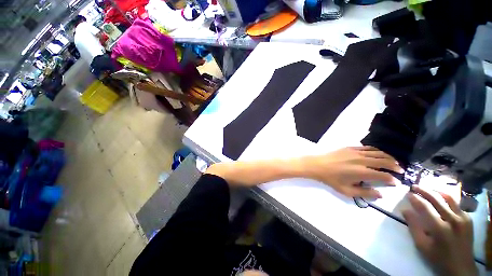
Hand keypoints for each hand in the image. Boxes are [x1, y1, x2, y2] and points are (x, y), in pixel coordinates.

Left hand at [302, 146, 402, 197]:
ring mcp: (356, 152)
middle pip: (385, 161)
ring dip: (389, 157)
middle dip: (395, 166)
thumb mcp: (346, 191)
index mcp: (362, 172)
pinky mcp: (350, 147)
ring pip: (378, 152)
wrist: (317, 165)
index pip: (384, 175)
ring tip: (394, 162)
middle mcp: (362, 160)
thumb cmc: (331, 179)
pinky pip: (368, 148)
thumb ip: (365, 193)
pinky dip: (377, 151)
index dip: (392, 179)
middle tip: (401, 171)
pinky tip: (379, 154)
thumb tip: (381, 194)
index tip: (396, 182)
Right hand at [402, 186, 476, 275]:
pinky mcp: (468, 219)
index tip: (408, 193)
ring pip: (449, 198)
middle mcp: (453, 220)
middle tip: (415, 186)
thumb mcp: (422, 245)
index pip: (425, 207)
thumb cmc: (438, 257)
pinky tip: (442, 200)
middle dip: (424, 191)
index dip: (415, 199)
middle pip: (437, 200)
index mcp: (440, 228)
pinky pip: (456, 205)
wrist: (461, 267)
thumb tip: (405, 210)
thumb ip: (413, 227)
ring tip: (428, 189)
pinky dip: (447, 200)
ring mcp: (463, 218)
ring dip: (437, 192)